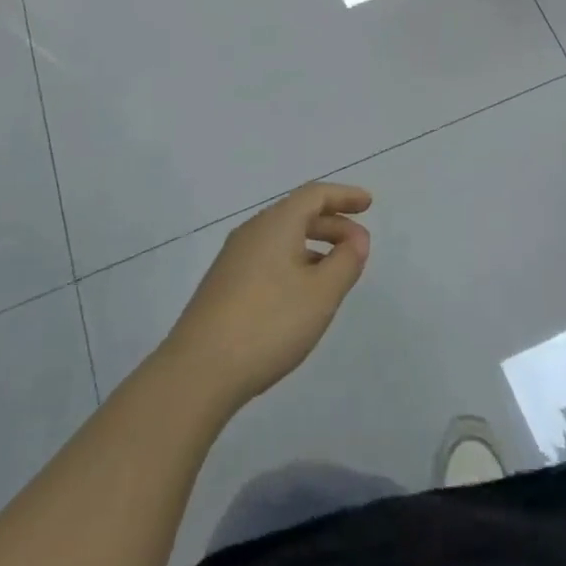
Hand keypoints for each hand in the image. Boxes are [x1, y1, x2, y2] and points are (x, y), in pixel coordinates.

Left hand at [164, 183, 371, 410]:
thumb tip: (357, 239)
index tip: (368, 203)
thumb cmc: (268, 323)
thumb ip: (345, 262)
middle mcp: (252, 232)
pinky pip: (268, 258)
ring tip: (336, 273)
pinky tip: (302, 295)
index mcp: (276, 223)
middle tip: (359, 246)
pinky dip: (294, 263)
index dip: (344, 196)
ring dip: (314, 246)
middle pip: (298, 214)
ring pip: (282, 238)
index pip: (315, 194)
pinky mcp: (224, 286)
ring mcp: (233, 259)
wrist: (198, 371)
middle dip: (332, 224)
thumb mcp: (320, 294)